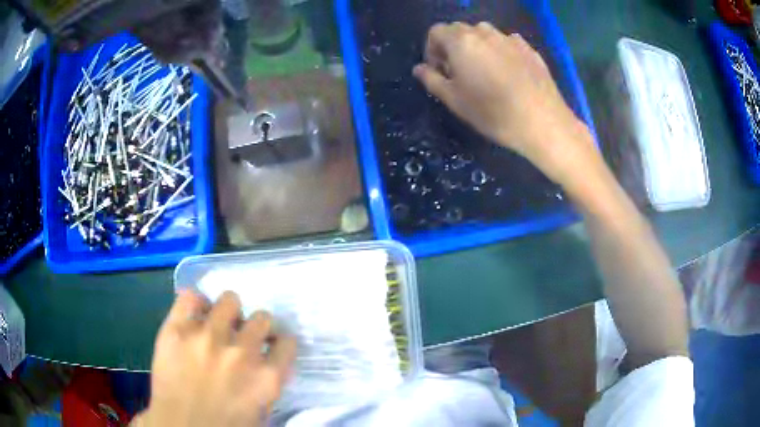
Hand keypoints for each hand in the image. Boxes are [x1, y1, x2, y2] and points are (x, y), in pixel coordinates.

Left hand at [134, 291, 295, 426]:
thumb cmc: (224, 425)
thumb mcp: (260, 412)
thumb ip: (267, 382)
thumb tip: (267, 360)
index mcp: (266, 377)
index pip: (287, 341)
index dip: (278, 343)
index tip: (270, 345)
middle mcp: (241, 353)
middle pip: (262, 317)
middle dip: (254, 327)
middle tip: (242, 336)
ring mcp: (206, 337)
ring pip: (229, 300)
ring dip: (228, 312)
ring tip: (218, 323)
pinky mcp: (176, 329)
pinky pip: (190, 297)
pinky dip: (195, 302)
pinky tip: (194, 315)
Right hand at [413, 22, 597, 184]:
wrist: (542, 122)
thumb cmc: (493, 113)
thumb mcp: (455, 100)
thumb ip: (432, 80)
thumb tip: (419, 69)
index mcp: (461, 41)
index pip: (436, 32)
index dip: (431, 50)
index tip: (439, 71)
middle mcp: (484, 33)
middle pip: (460, 30)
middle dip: (453, 47)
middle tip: (459, 73)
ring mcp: (509, 39)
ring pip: (484, 34)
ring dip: (476, 47)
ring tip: (484, 71)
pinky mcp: (529, 49)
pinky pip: (506, 43)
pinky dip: (499, 51)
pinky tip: (507, 73)